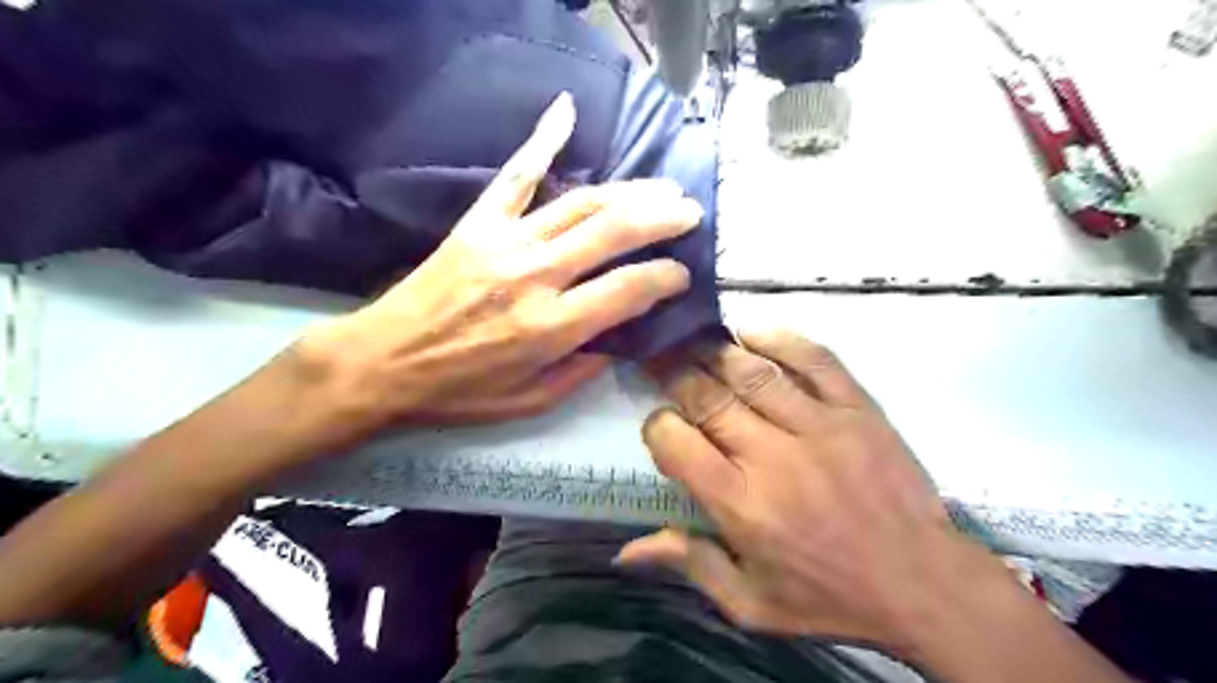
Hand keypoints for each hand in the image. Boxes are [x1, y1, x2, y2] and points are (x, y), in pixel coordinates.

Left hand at [296, 93, 703, 429]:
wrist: (381, 362)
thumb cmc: (458, 391)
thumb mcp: (528, 403)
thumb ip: (580, 374)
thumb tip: (616, 343)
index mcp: (551, 327)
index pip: (629, 289)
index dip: (665, 277)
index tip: (681, 273)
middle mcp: (536, 276)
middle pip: (614, 232)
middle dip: (662, 218)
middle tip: (689, 212)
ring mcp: (506, 241)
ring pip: (582, 203)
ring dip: (630, 191)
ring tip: (662, 186)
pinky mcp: (478, 223)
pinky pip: (517, 175)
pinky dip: (543, 139)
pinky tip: (566, 111)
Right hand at [620, 332, 1009, 654]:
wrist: (923, 584)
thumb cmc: (829, 597)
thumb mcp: (750, 604)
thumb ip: (689, 565)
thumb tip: (624, 552)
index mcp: (740, 503)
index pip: (676, 442)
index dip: (657, 427)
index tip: (660, 427)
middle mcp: (772, 455)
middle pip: (707, 398)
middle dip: (674, 373)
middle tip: (658, 357)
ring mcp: (818, 425)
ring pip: (752, 372)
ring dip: (715, 351)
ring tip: (693, 339)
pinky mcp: (857, 409)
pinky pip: (815, 360)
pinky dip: (780, 340)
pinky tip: (752, 333)